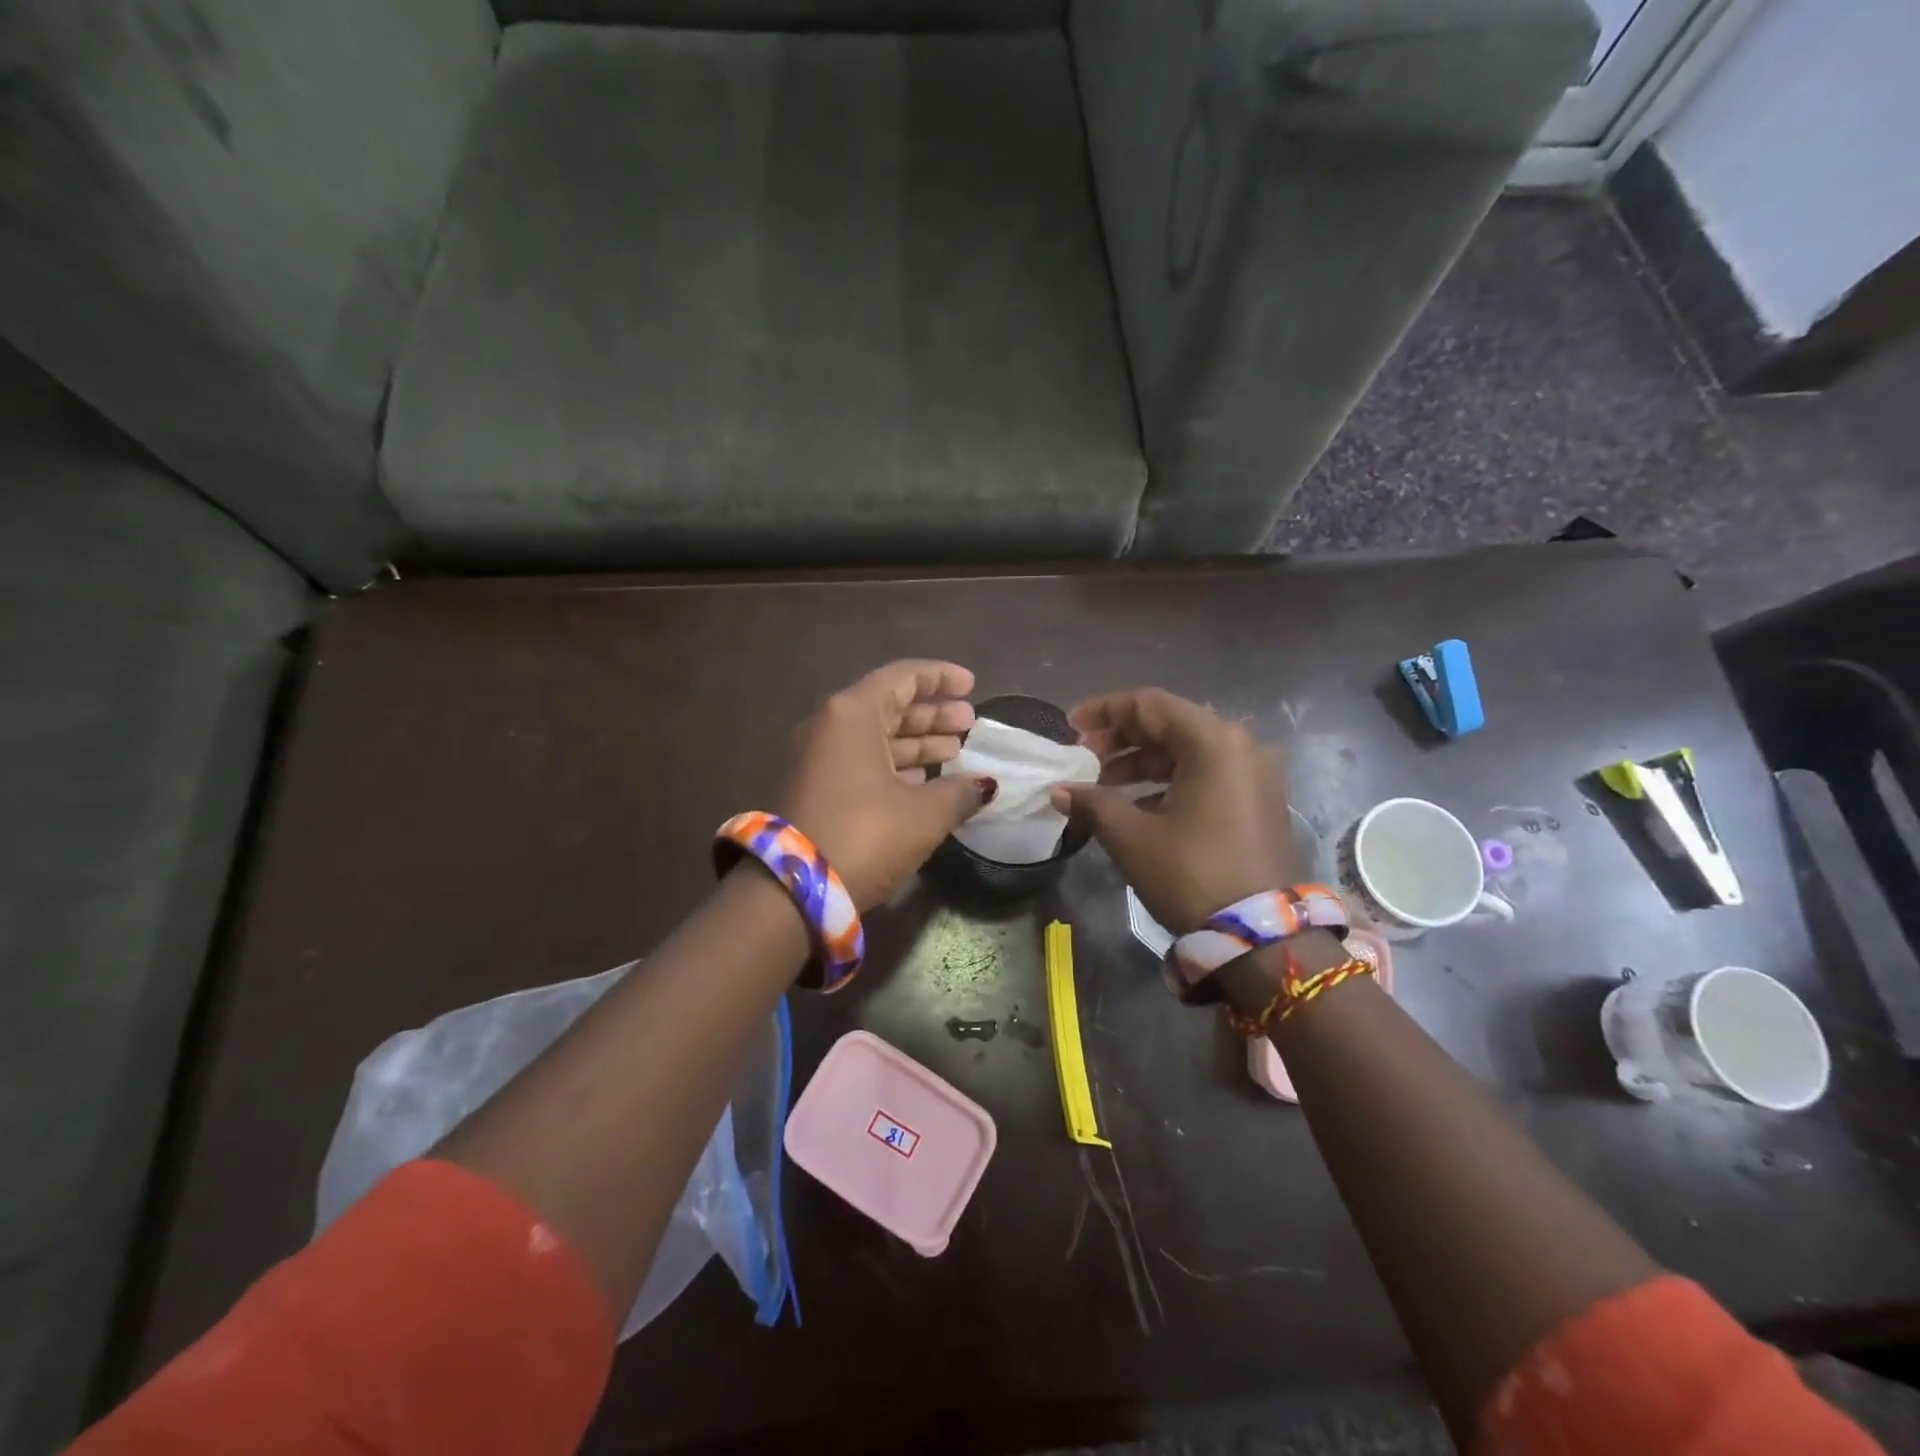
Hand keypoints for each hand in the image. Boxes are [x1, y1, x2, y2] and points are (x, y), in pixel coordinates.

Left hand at [781, 661, 995, 909]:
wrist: (791, 891)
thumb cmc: (864, 835)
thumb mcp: (924, 814)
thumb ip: (960, 792)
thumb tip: (985, 786)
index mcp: (852, 714)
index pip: (903, 677)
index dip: (941, 677)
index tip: (972, 685)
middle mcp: (830, 727)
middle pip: (890, 707)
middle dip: (933, 714)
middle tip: (970, 723)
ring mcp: (817, 759)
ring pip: (876, 738)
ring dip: (917, 743)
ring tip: (956, 752)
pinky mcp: (815, 789)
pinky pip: (862, 762)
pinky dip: (896, 766)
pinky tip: (925, 781)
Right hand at [1052, 688, 1295, 933]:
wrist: (1262, 938)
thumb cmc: (1192, 875)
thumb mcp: (1132, 837)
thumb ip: (1092, 802)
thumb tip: (1060, 790)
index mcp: (1213, 742)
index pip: (1150, 704)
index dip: (1105, 710)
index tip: (1071, 726)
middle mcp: (1240, 746)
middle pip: (1170, 723)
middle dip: (1122, 736)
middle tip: (1083, 755)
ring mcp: (1254, 774)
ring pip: (1187, 750)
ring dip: (1142, 761)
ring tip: (1101, 784)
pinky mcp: (1257, 800)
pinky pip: (1206, 773)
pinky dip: (1168, 780)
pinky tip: (1136, 804)